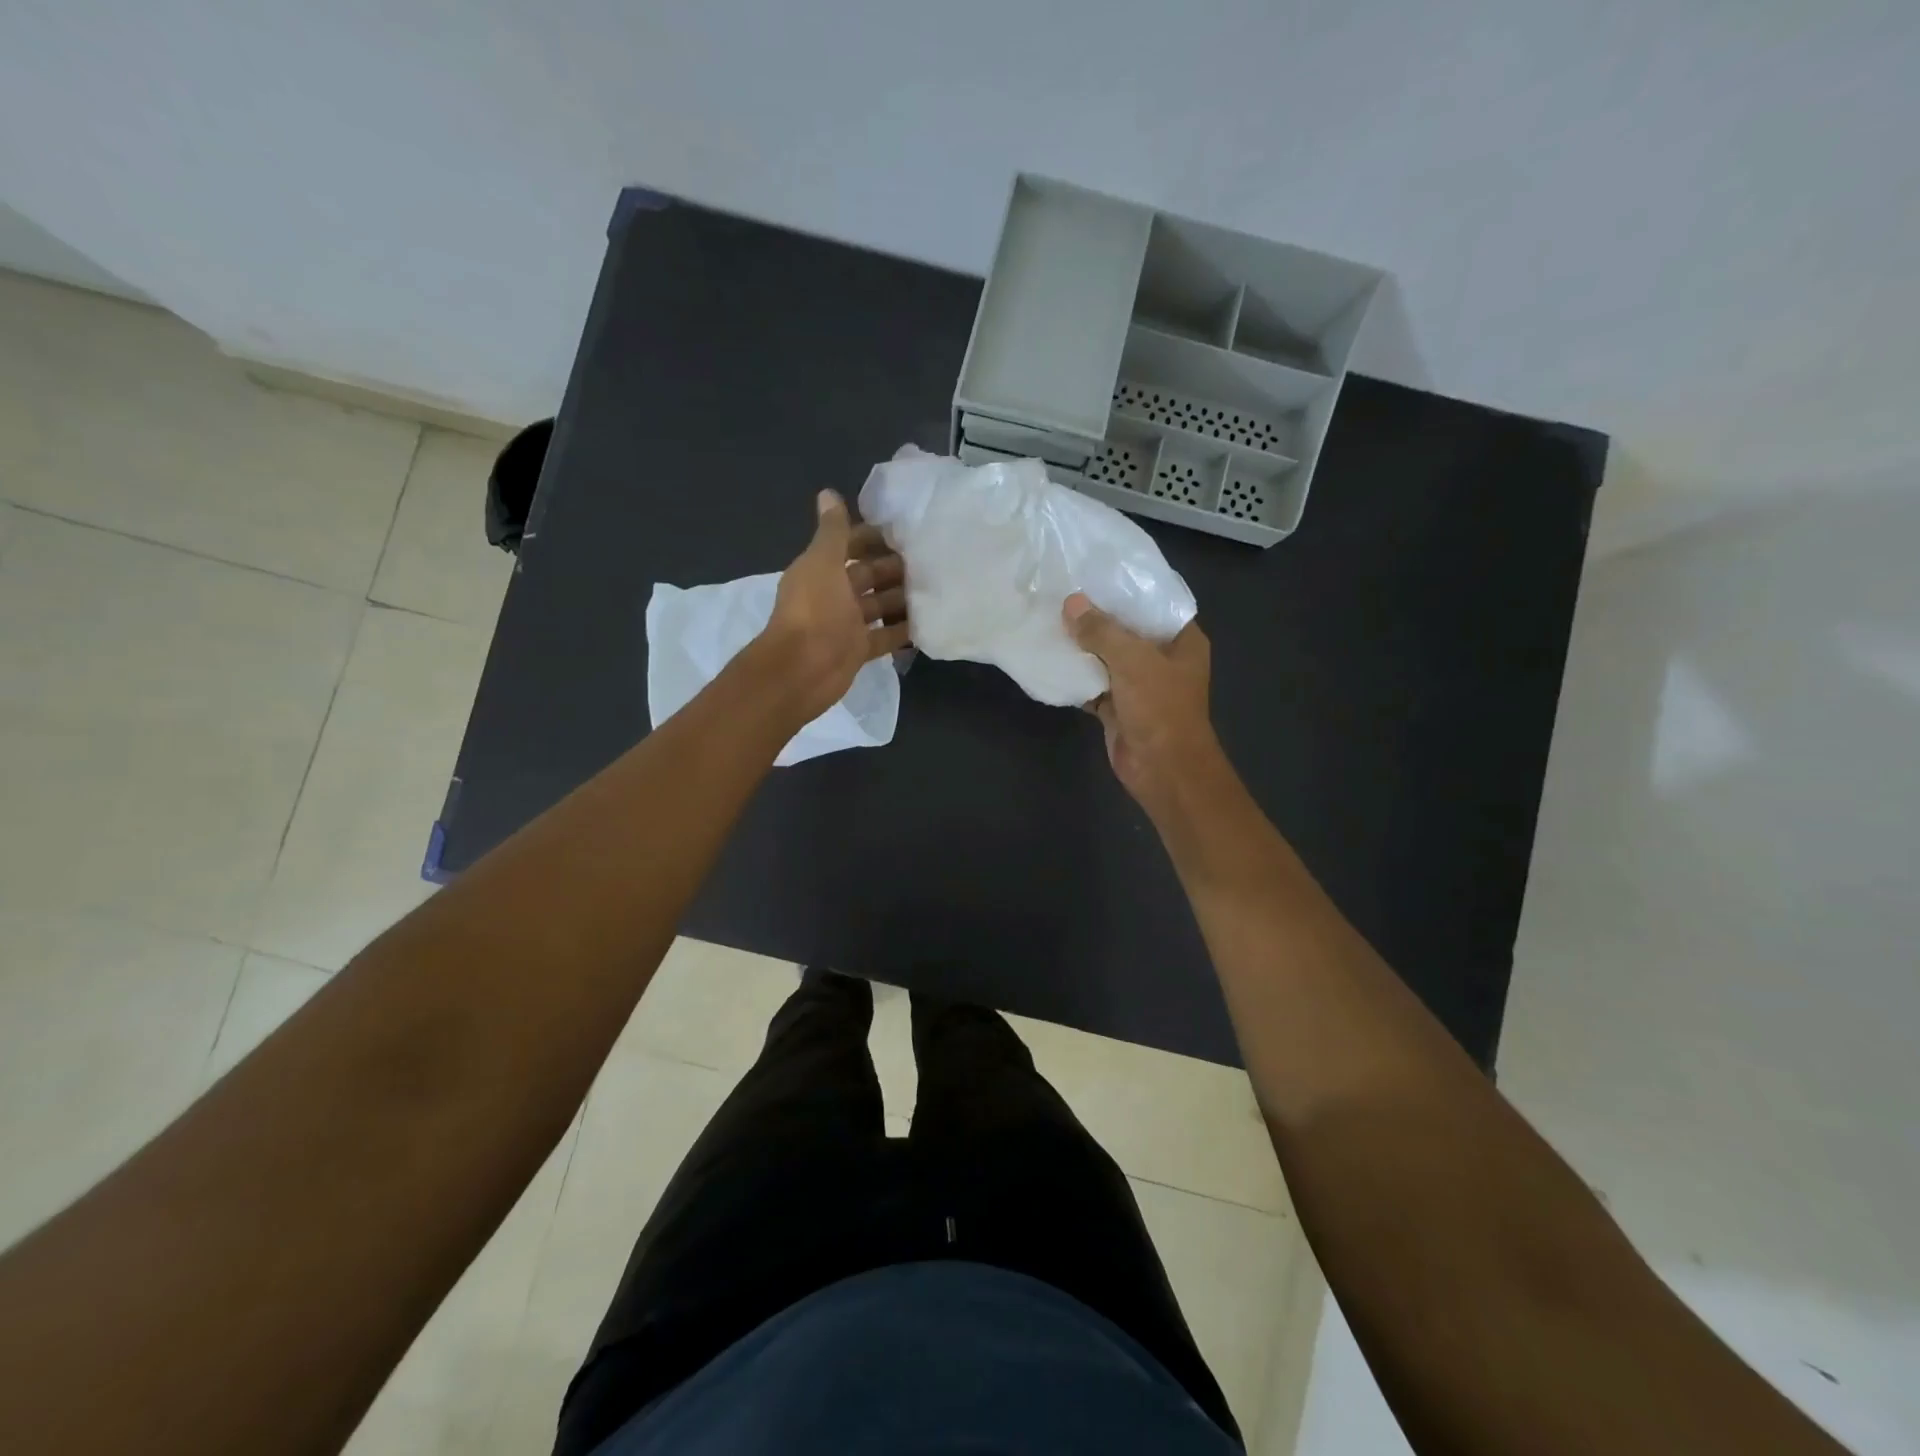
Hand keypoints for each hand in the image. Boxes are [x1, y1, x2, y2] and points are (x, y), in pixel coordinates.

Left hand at [756, 490, 910, 721]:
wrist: (803, 669)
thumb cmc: (814, 611)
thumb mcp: (823, 563)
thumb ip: (831, 531)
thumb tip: (828, 493)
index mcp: (821, 569)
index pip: (849, 546)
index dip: (872, 537)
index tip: (905, 532)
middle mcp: (833, 594)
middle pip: (867, 575)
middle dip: (893, 567)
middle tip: (930, 559)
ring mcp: (846, 624)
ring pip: (878, 605)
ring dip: (901, 597)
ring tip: (937, 586)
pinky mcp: (859, 649)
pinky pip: (885, 636)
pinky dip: (903, 630)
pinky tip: (929, 621)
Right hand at [1063, 593, 1218, 809]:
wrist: (1162, 769)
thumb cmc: (1160, 708)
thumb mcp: (1132, 661)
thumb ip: (1101, 631)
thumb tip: (1071, 603)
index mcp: (1182, 641)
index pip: (1154, 604)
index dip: (1126, 589)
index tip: (1094, 571)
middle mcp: (1164, 659)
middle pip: (1127, 630)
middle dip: (1097, 618)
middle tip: (1062, 593)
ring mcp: (1141, 685)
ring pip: (1108, 658)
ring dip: (1084, 648)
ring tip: (1051, 620)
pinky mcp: (1120, 707)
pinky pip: (1095, 685)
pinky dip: (1077, 677)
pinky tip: (1052, 660)